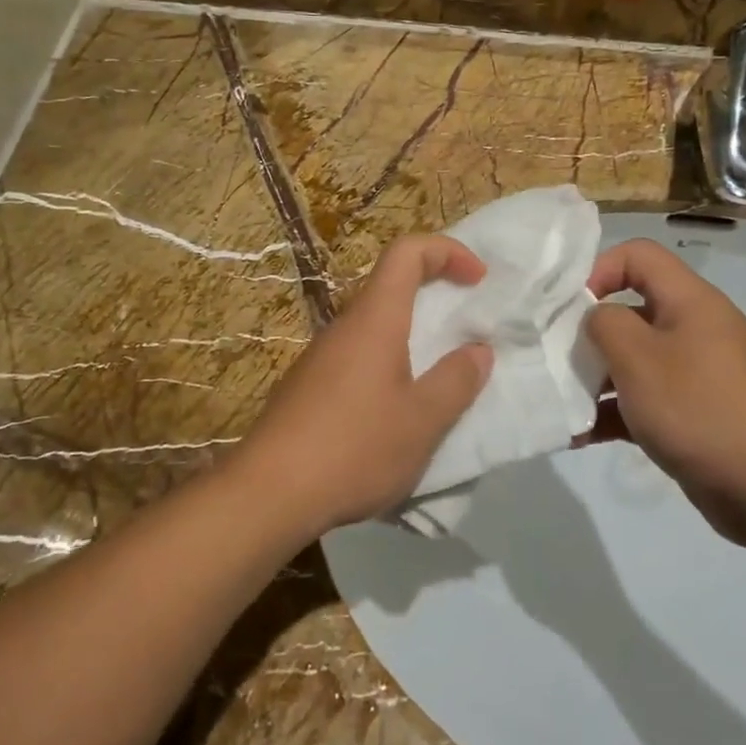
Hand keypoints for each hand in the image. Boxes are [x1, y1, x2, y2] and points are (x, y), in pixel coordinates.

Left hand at [234, 235, 493, 534]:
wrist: (267, 493)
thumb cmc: (353, 448)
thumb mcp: (422, 421)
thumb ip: (456, 381)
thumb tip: (478, 351)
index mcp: (375, 320)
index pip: (406, 252)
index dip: (447, 251)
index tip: (478, 280)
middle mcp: (344, 327)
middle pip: (391, 286)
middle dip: (435, 295)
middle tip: (466, 330)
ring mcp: (321, 358)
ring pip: (374, 327)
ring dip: (412, 338)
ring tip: (439, 380)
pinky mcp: (308, 388)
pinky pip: (358, 358)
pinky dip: (388, 366)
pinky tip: (396, 414)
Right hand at [584, 238, 745, 547]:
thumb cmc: (702, 409)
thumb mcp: (640, 358)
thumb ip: (605, 325)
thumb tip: (595, 317)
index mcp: (688, 302)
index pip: (638, 256)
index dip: (599, 269)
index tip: (569, 306)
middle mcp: (693, 330)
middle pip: (630, 310)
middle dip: (588, 333)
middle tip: (556, 358)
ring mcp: (694, 375)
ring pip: (633, 361)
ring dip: (595, 379)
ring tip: (561, 403)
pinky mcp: (692, 415)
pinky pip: (644, 402)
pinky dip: (613, 414)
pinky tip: (578, 436)